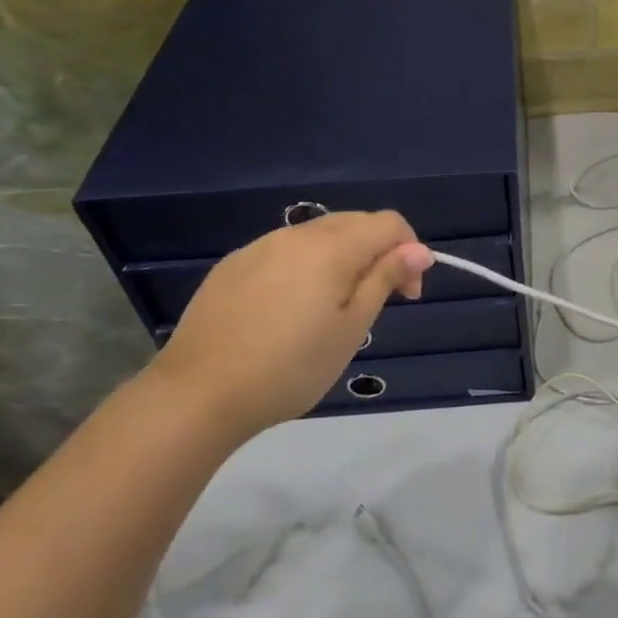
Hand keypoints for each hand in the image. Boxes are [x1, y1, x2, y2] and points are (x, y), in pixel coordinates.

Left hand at [148, 211, 432, 439]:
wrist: (198, 394)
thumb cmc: (291, 367)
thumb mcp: (352, 328)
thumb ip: (385, 279)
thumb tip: (419, 249)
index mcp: (331, 247)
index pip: (388, 223)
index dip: (409, 251)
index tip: (406, 295)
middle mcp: (296, 235)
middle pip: (354, 223)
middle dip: (378, 252)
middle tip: (376, 302)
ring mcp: (259, 247)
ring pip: (317, 236)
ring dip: (341, 258)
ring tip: (332, 309)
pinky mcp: (232, 266)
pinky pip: (284, 252)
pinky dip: (304, 267)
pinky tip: (289, 310)